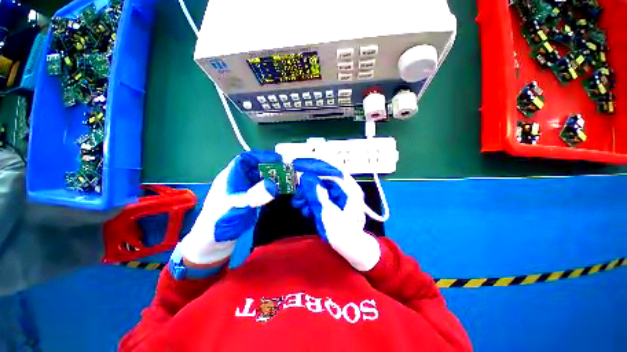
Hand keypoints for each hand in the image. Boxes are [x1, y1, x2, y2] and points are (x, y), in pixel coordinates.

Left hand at [179, 151, 281, 264]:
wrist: (212, 245)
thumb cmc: (218, 225)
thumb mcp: (235, 209)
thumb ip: (253, 197)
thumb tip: (273, 185)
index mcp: (229, 178)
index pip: (245, 159)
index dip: (261, 156)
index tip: (277, 159)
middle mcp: (237, 182)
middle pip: (254, 168)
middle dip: (270, 167)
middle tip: (286, 171)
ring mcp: (243, 191)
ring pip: (259, 178)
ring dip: (272, 177)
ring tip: (286, 179)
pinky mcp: (249, 200)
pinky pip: (261, 189)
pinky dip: (271, 187)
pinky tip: (279, 190)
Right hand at [292, 159, 380, 270]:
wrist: (351, 247)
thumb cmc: (344, 232)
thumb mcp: (328, 213)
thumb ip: (317, 194)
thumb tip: (306, 178)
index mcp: (349, 189)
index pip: (331, 171)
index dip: (315, 168)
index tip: (300, 167)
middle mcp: (345, 189)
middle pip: (324, 181)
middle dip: (309, 188)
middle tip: (297, 195)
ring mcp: (340, 196)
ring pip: (320, 189)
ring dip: (308, 196)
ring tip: (299, 205)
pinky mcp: (334, 202)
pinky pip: (321, 197)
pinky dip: (312, 202)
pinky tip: (306, 209)